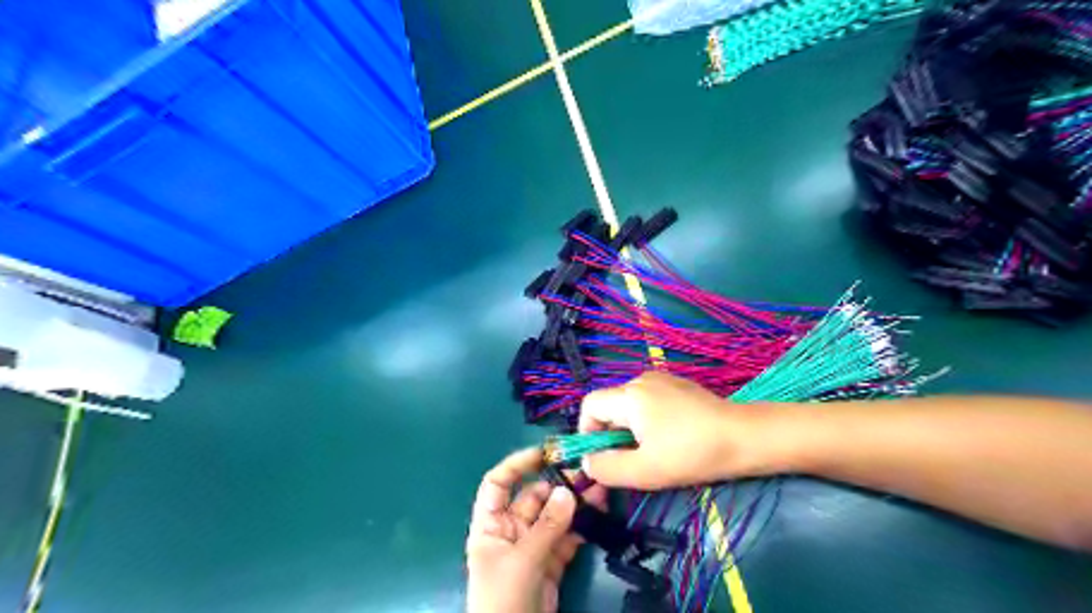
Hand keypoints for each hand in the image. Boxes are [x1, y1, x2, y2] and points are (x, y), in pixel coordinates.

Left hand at [468, 445, 610, 611]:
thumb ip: (546, 527)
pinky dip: (582, 524)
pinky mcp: (552, 562)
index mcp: (491, 525)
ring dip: (575, 502)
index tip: (544, 453)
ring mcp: (533, 546)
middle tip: (586, 472)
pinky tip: (598, 512)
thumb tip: (568, 492)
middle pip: (533, 497)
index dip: (517, 465)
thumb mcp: (522, 561)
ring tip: (599, 487)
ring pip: (554, 516)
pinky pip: (567, 536)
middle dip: (558, 484)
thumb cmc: (503, 599)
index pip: (498, 483)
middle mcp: (511, 530)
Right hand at [575, 372, 770, 491]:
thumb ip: (608, 468)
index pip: (590, 405)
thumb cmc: (691, 453)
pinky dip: (648, 421)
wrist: (744, 437)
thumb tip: (587, 462)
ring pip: (629, 405)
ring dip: (631, 430)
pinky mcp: (678, 386)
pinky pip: (648, 402)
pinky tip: (670, 438)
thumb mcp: (645, 470)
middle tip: (630, 461)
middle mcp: (641, 380)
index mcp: (629, 395)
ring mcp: (662, 380)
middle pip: (610, 406)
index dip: (587, 431)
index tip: (602, 458)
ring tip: (652, 452)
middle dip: (612, 435)